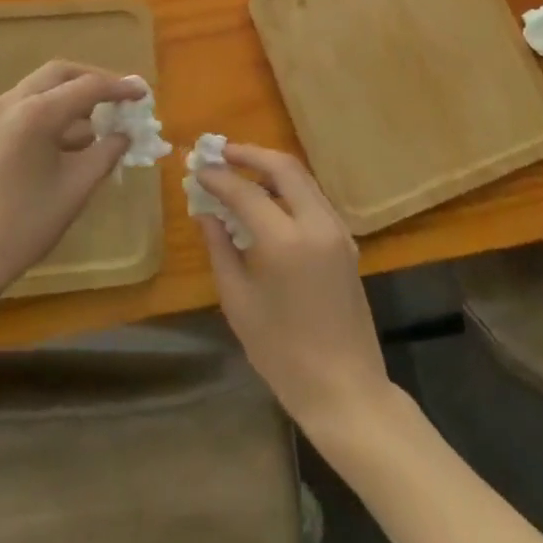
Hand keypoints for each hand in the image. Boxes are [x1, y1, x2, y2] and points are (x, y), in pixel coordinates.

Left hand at [0, 62, 141, 316]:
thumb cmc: (23, 227)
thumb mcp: (76, 189)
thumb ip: (106, 153)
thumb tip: (124, 134)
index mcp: (36, 114)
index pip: (88, 87)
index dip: (120, 88)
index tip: (144, 93)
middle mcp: (11, 103)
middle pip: (60, 73)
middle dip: (93, 81)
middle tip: (120, 97)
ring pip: (40, 87)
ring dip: (71, 95)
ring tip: (98, 122)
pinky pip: (25, 106)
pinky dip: (51, 110)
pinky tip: (67, 139)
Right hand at [195, 145, 394, 438]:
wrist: (345, 388)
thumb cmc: (282, 354)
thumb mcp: (239, 302)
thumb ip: (220, 249)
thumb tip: (206, 212)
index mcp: (285, 241)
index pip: (245, 192)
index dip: (218, 178)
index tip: (197, 170)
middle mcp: (316, 223)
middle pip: (283, 167)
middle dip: (250, 154)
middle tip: (221, 153)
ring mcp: (336, 228)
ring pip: (302, 177)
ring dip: (271, 167)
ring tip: (240, 169)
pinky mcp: (346, 239)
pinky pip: (313, 197)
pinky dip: (289, 187)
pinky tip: (268, 198)